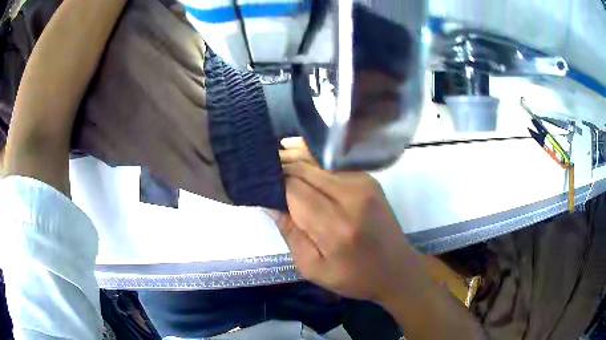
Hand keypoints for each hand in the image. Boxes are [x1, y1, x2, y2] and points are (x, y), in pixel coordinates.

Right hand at [274, 138, 416, 302]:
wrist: (396, 269)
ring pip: (318, 162)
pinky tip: (301, 162)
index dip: (274, 182)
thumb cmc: (353, 277)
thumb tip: (270, 202)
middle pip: (305, 170)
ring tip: (277, 156)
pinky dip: (314, 163)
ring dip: (296, 160)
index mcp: (335, 226)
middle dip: (282, 167)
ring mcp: (363, 184)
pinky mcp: (369, 179)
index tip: (259, 183)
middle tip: (263, 168)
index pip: (294, 189)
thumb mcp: (312, 267)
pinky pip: (332, 166)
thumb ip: (290, 233)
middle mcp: (351, 197)